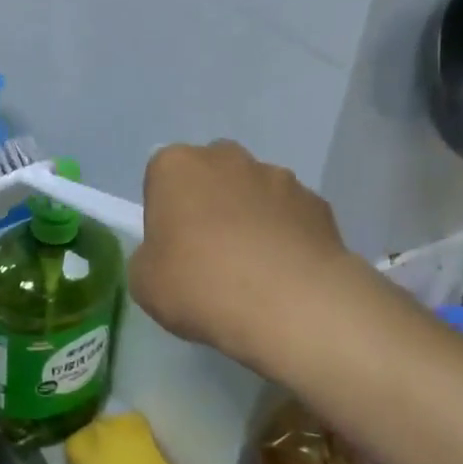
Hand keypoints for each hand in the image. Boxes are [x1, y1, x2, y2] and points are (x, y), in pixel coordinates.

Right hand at [130, 141, 352, 367]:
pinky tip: (285, 274)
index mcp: (176, 166)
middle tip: (209, 252)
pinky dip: (286, 235)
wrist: (290, 305)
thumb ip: (151, 256)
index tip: (171, 245)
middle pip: (211, 174)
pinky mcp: (317, 203)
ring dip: (251, 217)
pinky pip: (291, 216)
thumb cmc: (200, 284)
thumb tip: (169, 256)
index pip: (161, 176)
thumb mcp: (145, 281)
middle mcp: (227, 158)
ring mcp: (278, 177)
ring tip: (254, 268)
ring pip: (254, 191)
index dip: (165, 210)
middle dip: (210, 202)